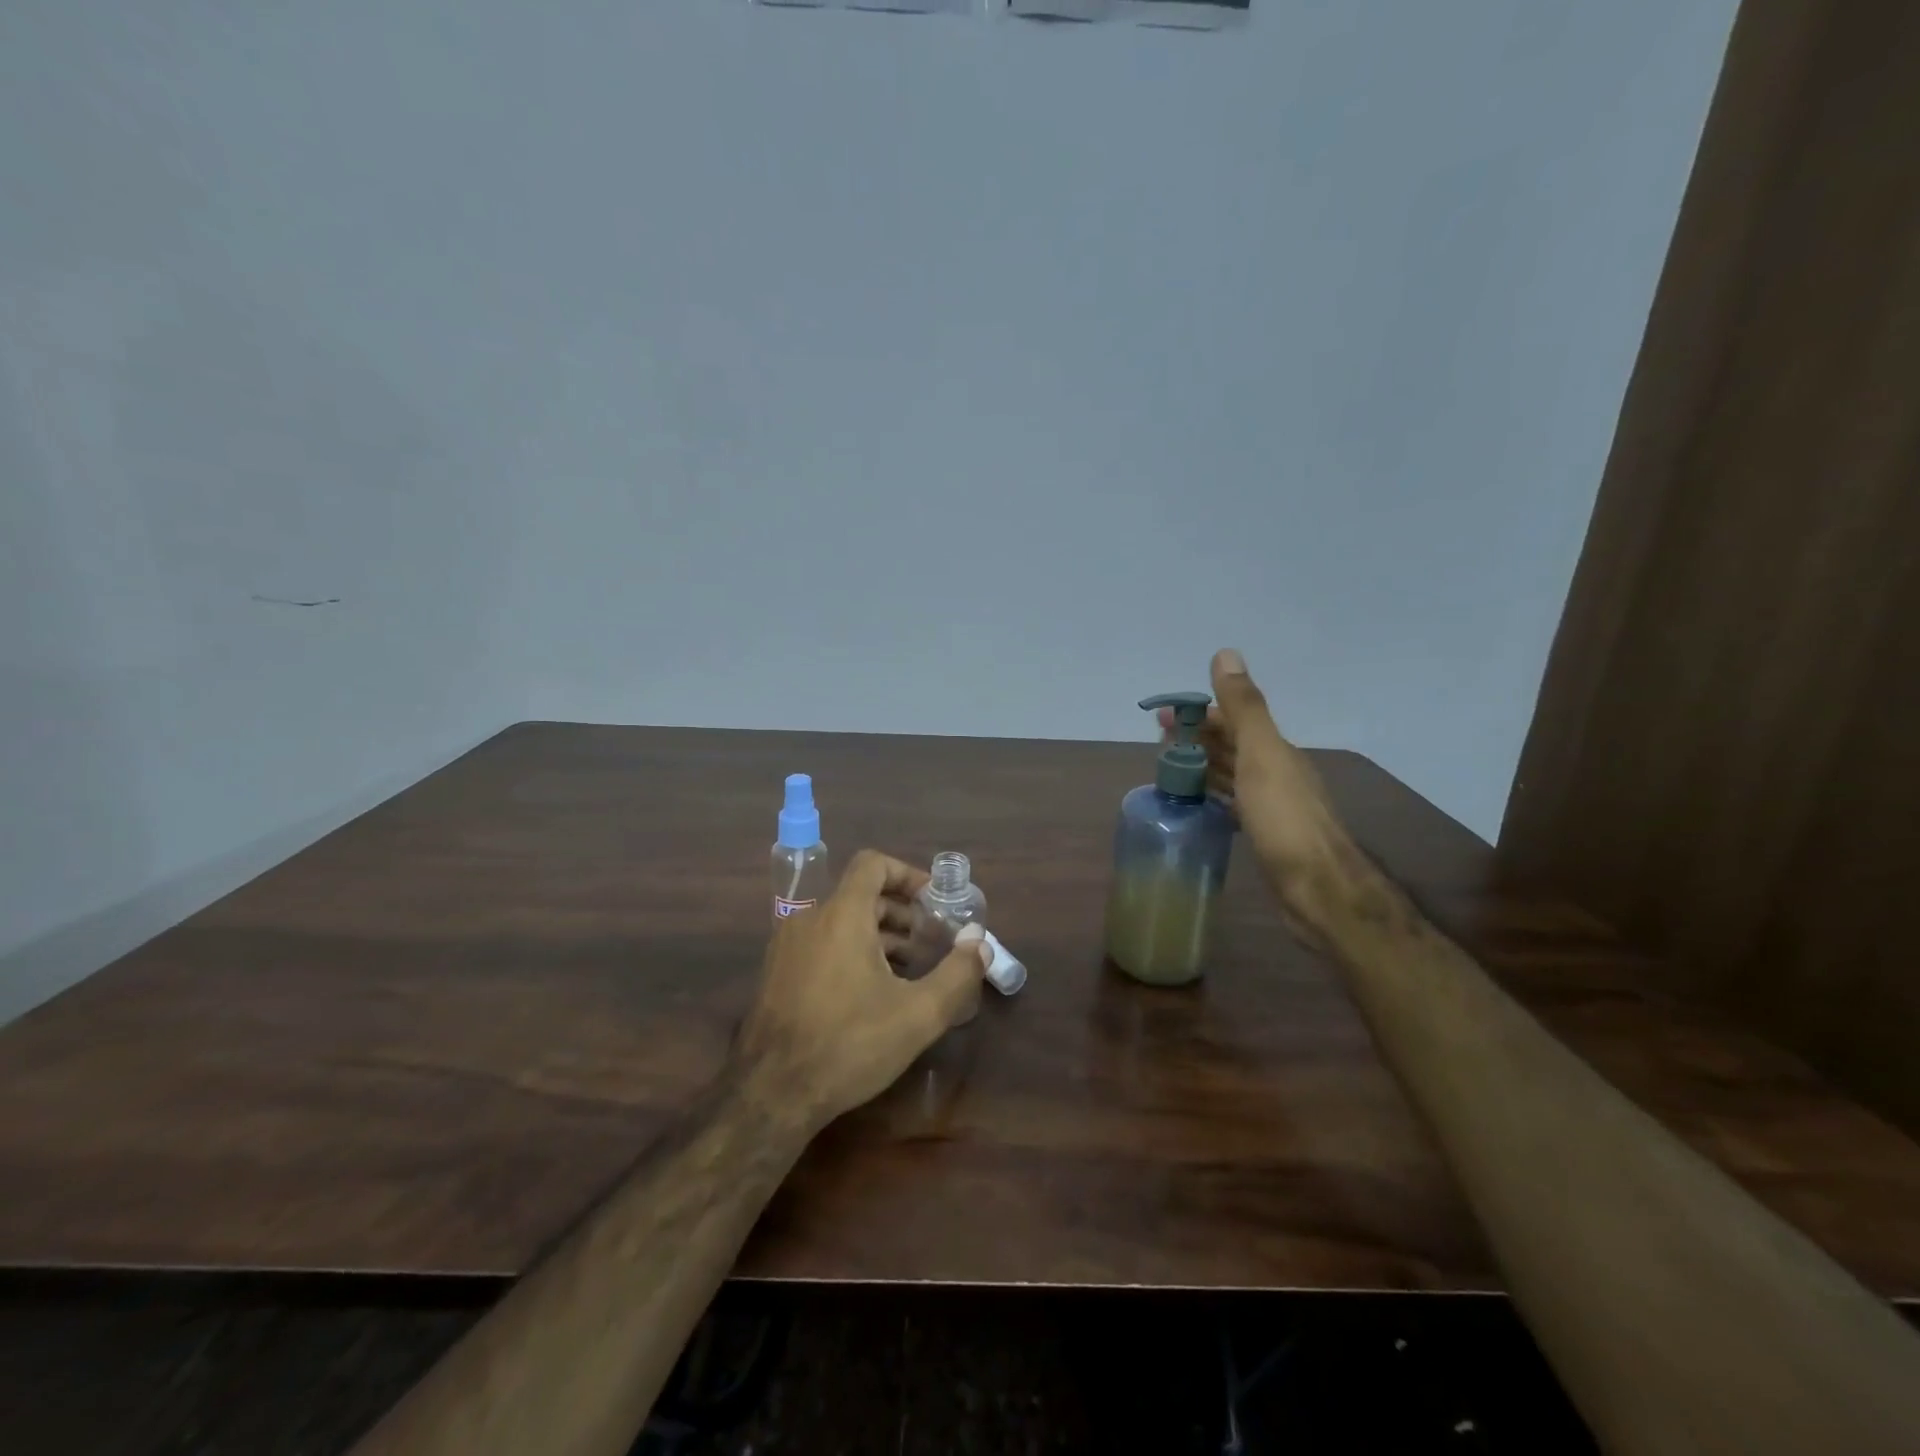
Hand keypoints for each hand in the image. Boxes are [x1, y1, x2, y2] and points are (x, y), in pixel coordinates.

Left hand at [736, 849, 989, 1129]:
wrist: (771, 1093)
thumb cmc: (849, 1044)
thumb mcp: (917, 1014)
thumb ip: (957, 973)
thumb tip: (981, 941)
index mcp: (841, 914)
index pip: (873, 864)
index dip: (907, 874)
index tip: (933, 901)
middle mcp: (810, 918)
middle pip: (861, 894)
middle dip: (901, 912)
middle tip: (932, 941)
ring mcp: (788, 945)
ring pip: (841, 920)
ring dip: (879, 934)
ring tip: (909, 969)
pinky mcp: (778, 971)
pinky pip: (822, 942)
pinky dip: (851, 949)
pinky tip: (872, 991)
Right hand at [1162, 649, 1366, 931]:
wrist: (1318, 889)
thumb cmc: (1285, 819)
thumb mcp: (1261, 756)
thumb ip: (1243, 708)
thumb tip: (1226, 653)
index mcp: (1276, 750)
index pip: (1232, 720)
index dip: (1197, 714)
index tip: (1160, 718)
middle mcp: (1276, 772)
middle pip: (1231, 746)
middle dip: (1195, 739)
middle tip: (1157, 744)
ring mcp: (1272, 805)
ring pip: (1230, 775)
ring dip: (1201, 766)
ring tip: (1167, 769)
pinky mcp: (1265, 834)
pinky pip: (1231, 804)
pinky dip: (1211, 797)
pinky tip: (1195, 803)